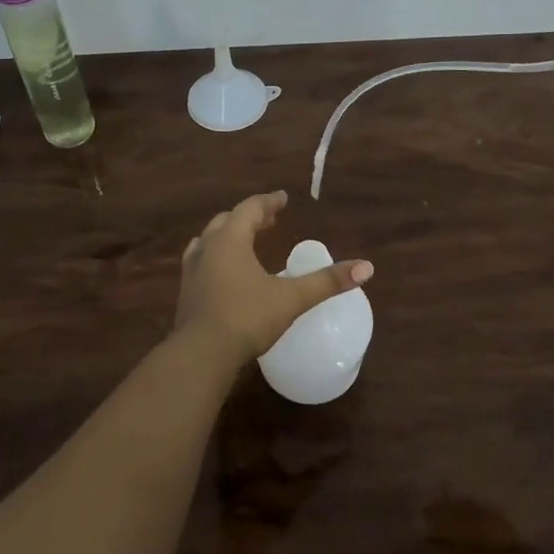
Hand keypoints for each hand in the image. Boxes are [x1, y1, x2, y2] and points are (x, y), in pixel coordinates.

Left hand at [172, 191, 373, 363]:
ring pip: (209, 240)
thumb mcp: (292, 299)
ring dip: (229, 235)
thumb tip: (367, 267)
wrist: (201, 355)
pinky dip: (216, 256)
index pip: (250, 209)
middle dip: (249, 217)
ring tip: (245, 240)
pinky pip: (201, 261)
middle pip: (227, 221)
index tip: (283, 198)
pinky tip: (225, 273)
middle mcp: (207, 248)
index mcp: (230, 240)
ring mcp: (192, 270)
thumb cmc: (247, 318)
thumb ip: (327, 282)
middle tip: (269, 219)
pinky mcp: (186, 293)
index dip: (268, 202)